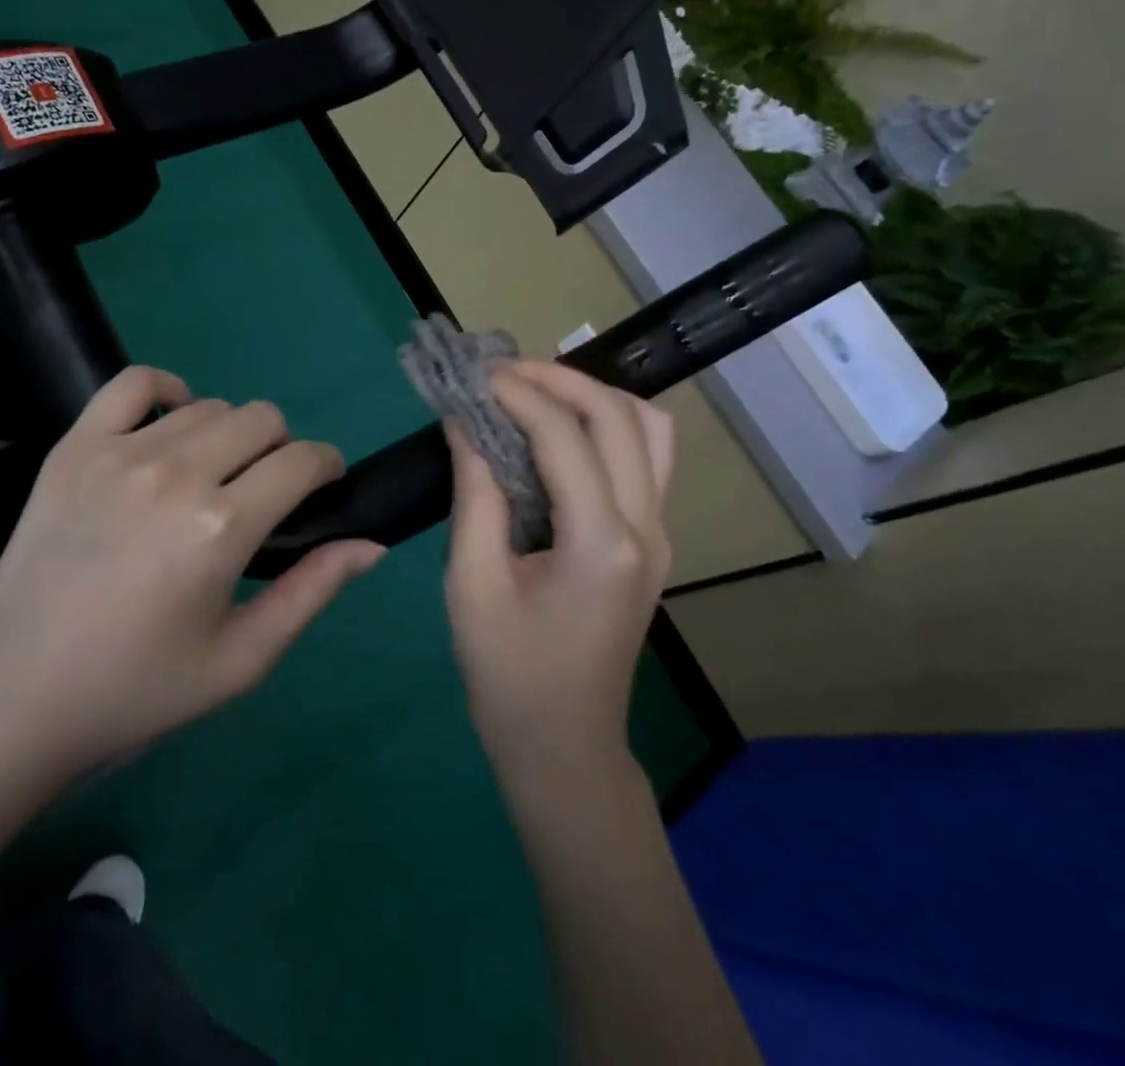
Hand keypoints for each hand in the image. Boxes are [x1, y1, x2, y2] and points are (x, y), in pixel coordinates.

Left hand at [0, 367, 384, 782]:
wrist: (16, 696)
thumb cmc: (137, 688)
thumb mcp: (241, 660)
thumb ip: (313, 593)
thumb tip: (371, 544)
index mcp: (220, 528)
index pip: (303, 461)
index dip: (327, 468)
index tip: (321, 489)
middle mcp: (175, 474)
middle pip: (262, 419)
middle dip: (282, 450)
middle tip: (262, 494)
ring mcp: (119, 453)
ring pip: (209, 405)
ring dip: (229, 434)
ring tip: (212, 476)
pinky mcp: (74, 447)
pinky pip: (133, 383)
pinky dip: (165, 390)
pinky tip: (170, 423)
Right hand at [444, 361, 675, 790]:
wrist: (564, 749)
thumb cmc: (508, 675)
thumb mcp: (471, 584)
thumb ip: (474, 495)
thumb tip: (465, 422)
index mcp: (601, 543)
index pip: (565, 437)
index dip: (518, 394)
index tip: (473, 377)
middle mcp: (647, 528)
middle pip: (621, 417)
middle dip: (560, 380)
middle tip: (501, 374)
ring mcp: (660, 535)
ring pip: (650, 430)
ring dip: (594, 397)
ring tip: (534, 393)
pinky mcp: (652, 542)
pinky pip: (645, 458)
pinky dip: (606, 425)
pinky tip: (559, 432)